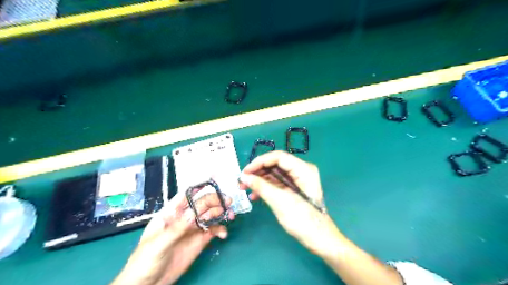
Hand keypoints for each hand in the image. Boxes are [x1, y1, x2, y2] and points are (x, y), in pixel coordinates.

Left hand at [112, 192, 233, 284]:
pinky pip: (213, 230)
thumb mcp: (158, 244)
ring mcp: (193, 229)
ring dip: (221, 212)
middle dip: (215, 200)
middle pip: (202, 204)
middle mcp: (184, 217)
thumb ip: (177, 228)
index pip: (186, 195)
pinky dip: (220, 229)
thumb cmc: (144, 261)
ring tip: (230, 214)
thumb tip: (194, 212)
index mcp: (171, 213)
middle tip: (228, 201)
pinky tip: (223, 234)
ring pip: (210, 215)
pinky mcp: (200, 240)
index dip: (199, 185)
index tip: (214, 178)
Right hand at [239, 151, 340, 255]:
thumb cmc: (302, 220)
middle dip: (257, 172)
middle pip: (275, 164)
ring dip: (259, 180)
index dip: (259, 162)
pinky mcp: (294, 188)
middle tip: (242, 181)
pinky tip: (255, 195)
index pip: (278, 157)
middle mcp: (301, 170)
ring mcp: (298, 179)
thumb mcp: (279, 201)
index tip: (245, 172)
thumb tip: (243, 176)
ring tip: (244, 188)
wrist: (318, 239)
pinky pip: (277, 182)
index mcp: (303, 169)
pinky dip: (266, 187)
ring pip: (274, 173)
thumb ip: (261, 186)